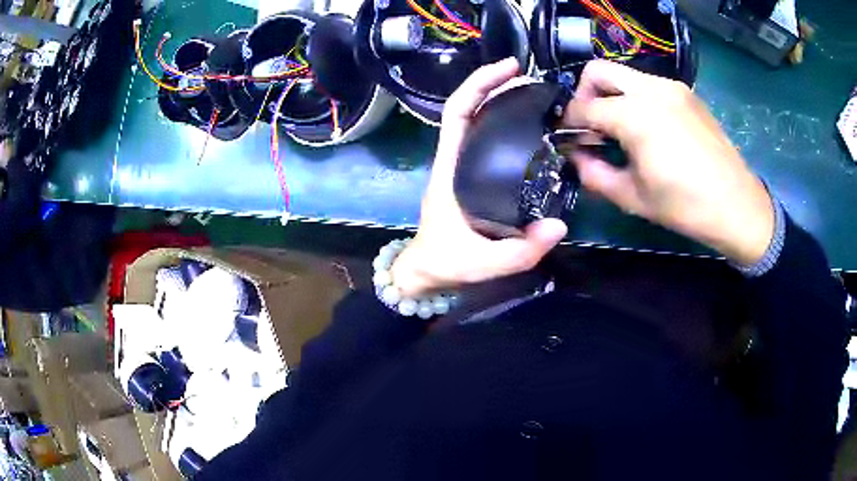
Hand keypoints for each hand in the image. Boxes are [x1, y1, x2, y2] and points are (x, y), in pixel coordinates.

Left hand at [390, 59, 567, 296]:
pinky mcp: (472, 175)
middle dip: (496, 85)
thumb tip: (559, 225)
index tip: (509, 69)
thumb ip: (520, 251)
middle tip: (534, 80)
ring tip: (537, 95)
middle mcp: (454, 160)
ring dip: (502, 100)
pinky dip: (506, 123)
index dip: (479, 85)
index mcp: (449, 169)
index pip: (457, 113)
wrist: (427, 272)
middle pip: (469, 108)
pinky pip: (487, 140)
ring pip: (478, 121)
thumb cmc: (447, 263)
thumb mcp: (484, 263)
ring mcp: (463, 166)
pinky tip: (532, 125)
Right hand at [564, 60, 774, 265]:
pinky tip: (649, 129)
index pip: (584, 106)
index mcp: (635, 115)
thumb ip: (594, 174)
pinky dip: (637, 100)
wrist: (737, 205)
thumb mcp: (633, 198)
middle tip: (592, 124)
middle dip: (584, 94)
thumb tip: (575, 157)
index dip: (568, 123)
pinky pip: (649, 85)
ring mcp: (672, 87)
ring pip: (625, 76)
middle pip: (598, 71)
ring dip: (613, 97)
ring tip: (622, 130)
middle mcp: (651, 89)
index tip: (567, 138)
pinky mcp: (687, 94)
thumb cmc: (685, 206)